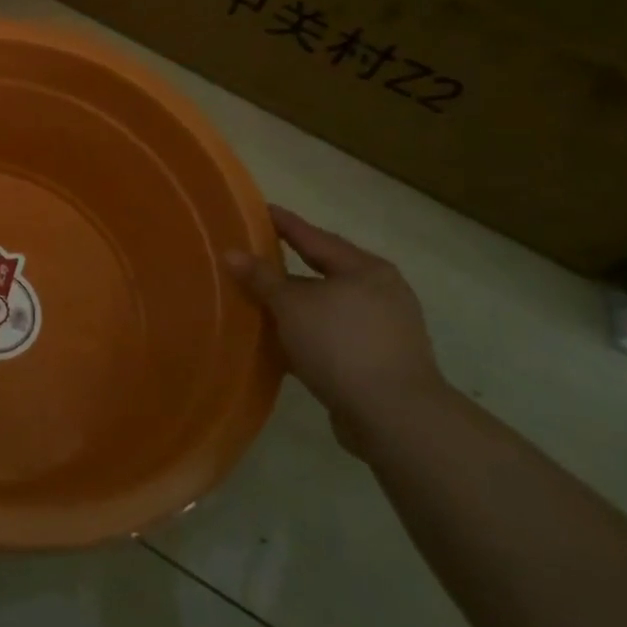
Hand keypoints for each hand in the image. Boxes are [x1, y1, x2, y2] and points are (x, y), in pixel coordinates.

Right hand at [226, 207, 447, 450]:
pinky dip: (309, 333)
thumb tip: (232, 253)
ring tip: (263, 301)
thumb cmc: (341, 344)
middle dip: (291, 267)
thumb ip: (261, 278)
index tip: (260, 209)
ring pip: (329, 307)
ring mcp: (385, 330)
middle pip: (326, 271)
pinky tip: (284, 341)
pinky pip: (334, 336)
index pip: (315, 238)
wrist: (394, 417)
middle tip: (257, 255)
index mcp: (366, 269)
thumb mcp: (292, 305)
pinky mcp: (381, 362)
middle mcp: (381, 293)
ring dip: (298, 305)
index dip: (285, 224)